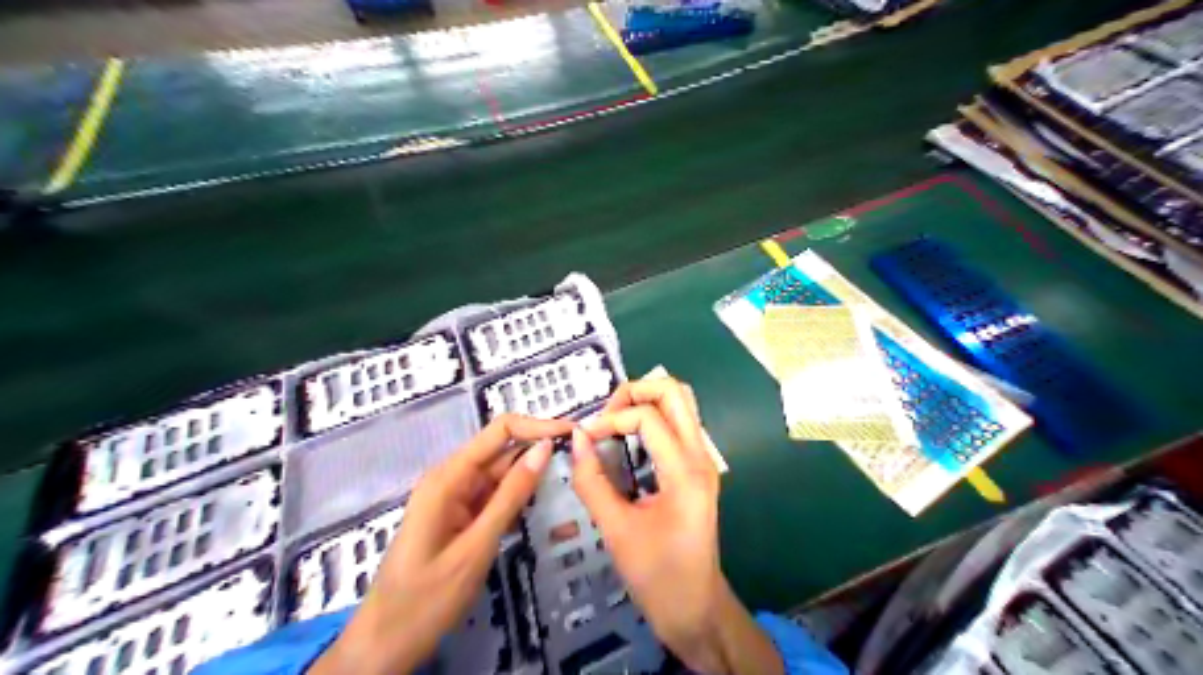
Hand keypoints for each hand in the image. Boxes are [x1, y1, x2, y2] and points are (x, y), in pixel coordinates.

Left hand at [310, 414, 571, 672]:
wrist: (385, 644)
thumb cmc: (427, 598)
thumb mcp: (476, 546)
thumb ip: (511, 496)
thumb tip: (544, 449)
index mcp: (448, 477)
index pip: (499, 431)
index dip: (536, 426)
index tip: (572, 433)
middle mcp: (451, 478)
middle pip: (502, 451)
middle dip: (539, 451)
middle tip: (580, 461)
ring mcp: (455, 498)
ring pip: (501, 475)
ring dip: (532, 477)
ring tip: (570, 480)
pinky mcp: (460, 517)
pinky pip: (494, 497)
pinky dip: (518, 499)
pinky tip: (543, 505)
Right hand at [571, 381, 779, 674]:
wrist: (696, 608)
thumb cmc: (657, 576)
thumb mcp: (616, 530)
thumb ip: (592, 481)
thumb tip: (576, 439)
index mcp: (685, 471)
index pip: (647, 418)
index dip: (610, 420)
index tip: (584, 439)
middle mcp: (700, 455)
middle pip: (674, 391)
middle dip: (634, 392)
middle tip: (604, 416)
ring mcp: (703, 459)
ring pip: (680, 402)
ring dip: (644, 401)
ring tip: (613, 423)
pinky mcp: (697, 468)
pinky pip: (678, 423)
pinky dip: (651, 417)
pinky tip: (627, 439)